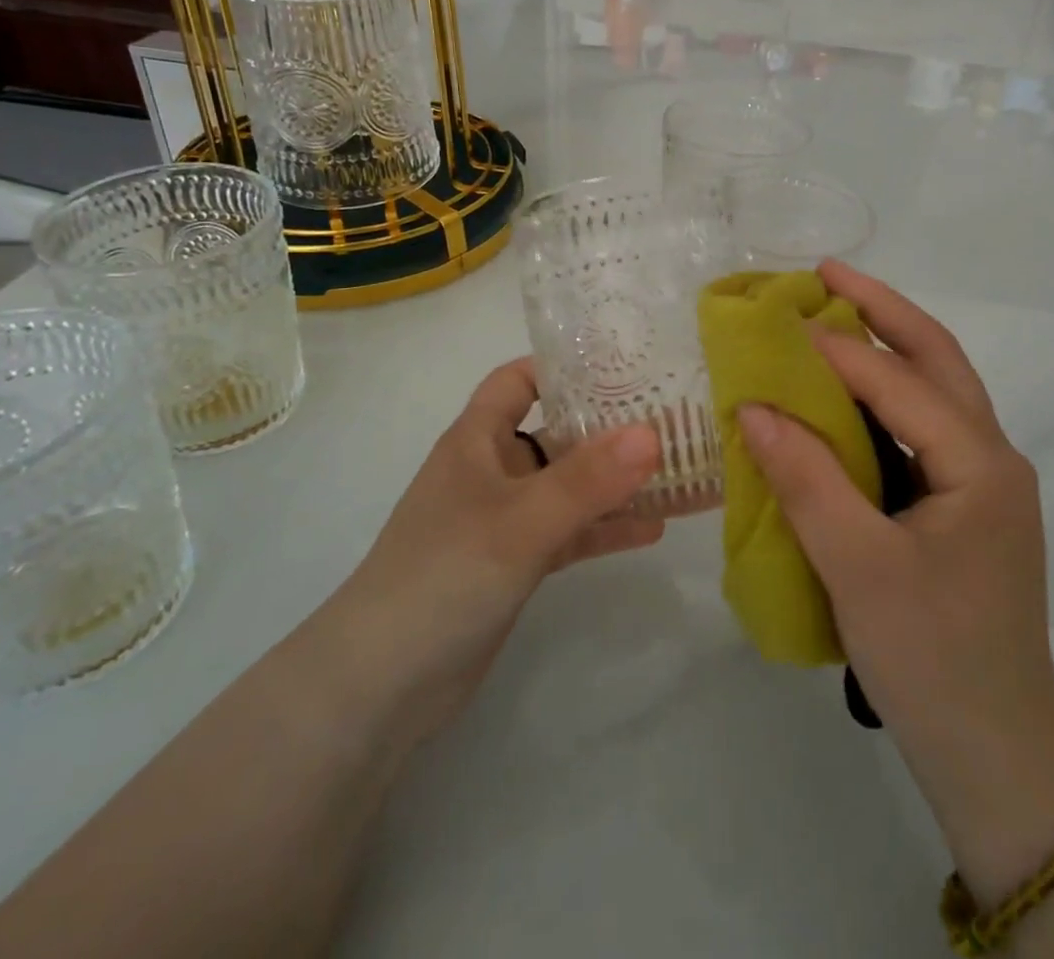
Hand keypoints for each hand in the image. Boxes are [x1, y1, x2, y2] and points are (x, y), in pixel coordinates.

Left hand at [334, 358, 665, 755]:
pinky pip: (569, 532)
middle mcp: (492, 470)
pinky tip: (653, 529)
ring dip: (614, 481)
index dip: (564, 367)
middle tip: (670, 417)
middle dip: (608, 426)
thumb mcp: (519, 521)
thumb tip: (652, 434)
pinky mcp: (515, 563)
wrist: (379, 687)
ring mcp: (504, 519)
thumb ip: (586, 480)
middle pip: (556, 431)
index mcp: (477, 440)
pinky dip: (604, 528)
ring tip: (674, 471)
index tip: (624, 366)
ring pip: (568, 485)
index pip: (518, 380)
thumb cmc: (442, 577)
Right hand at [734, 262, 1053, 902]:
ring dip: (888, 344)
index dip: (836, 347)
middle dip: (883, 309)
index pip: (899, 382)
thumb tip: (753, 407)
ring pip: (935, 389)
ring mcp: (980, 481)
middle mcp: (990, 457)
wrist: (995, 754)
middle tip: (826, 271)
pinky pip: (921, 427)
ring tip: (834, 312)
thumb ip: (806, 479)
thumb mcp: (857, 568)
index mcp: (979, 463)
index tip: (777, 322)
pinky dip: (884, 394)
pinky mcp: (962, 505)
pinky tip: (845, 392)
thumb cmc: (931, 659)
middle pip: (937, 359)